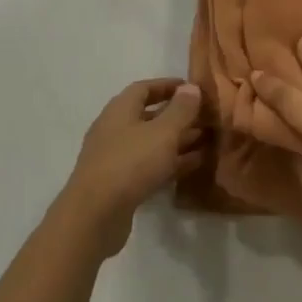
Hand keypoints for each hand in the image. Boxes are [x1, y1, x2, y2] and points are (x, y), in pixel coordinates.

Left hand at [58, 79, 204, 258]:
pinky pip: (150, 166)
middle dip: (177, 115)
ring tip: (207, 140)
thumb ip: (180, 109)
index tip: (192, 88)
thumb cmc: (130, 163)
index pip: (144, 88)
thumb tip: (191, 87)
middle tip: (205, 117)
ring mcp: (116, 158)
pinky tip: (194, 165)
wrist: (95, 216)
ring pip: (152, 143)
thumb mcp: (163, 132)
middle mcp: (115, 129)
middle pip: (149, 116)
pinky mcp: (120, 184)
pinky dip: (171, 162)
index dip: (168, 86)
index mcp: (120, 110)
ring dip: (177, 140)